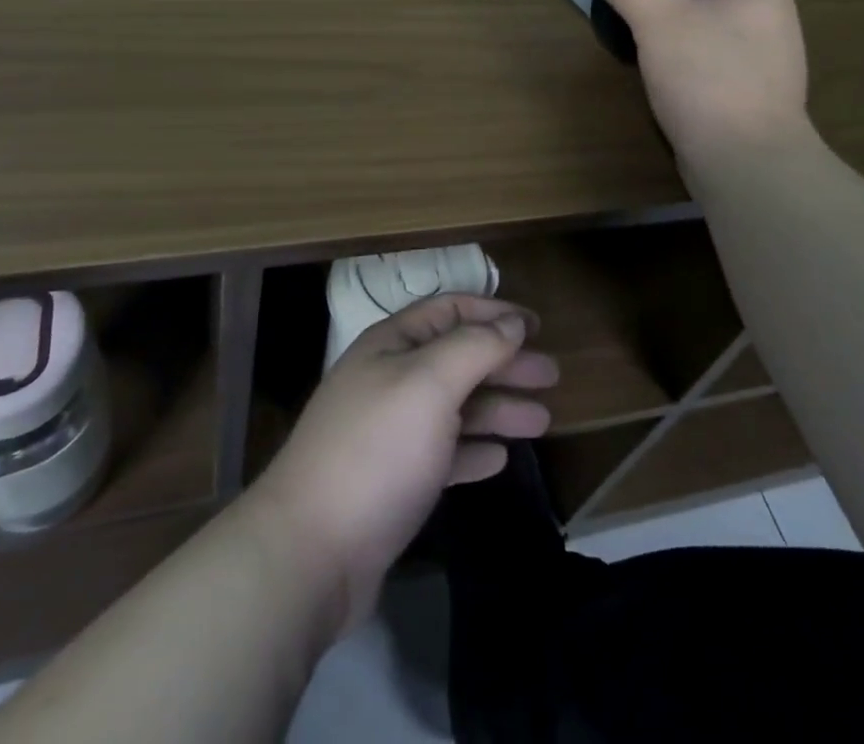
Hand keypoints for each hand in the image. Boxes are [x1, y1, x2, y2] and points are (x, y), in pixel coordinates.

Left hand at [248, 294, 557, 633]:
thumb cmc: (376, 450)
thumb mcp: (429, 384)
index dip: (494, 313)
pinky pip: (443, 453)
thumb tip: (512, 322)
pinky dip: (473, 450)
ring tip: (543, 420)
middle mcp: (390, 379)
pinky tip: (500, 459)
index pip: (449, 311)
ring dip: (498, 409)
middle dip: (505, 363)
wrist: (311, 551)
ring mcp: (390, 432)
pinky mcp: (393, 481)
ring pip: (455, 408)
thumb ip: (474, 348)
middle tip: (552, 376)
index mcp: (392, 345)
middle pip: (458, 359)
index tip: (537, 325)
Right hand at [592, 0, 810, 164]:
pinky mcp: (758, 104)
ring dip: (711, 18)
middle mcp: (779, 29)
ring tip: (667, 16)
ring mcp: (774, 71)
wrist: (743, 160)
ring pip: (742, 29)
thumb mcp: (658, 20)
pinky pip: (732, 64)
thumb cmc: (709, 75)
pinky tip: (674, 64)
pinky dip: (708, 54)